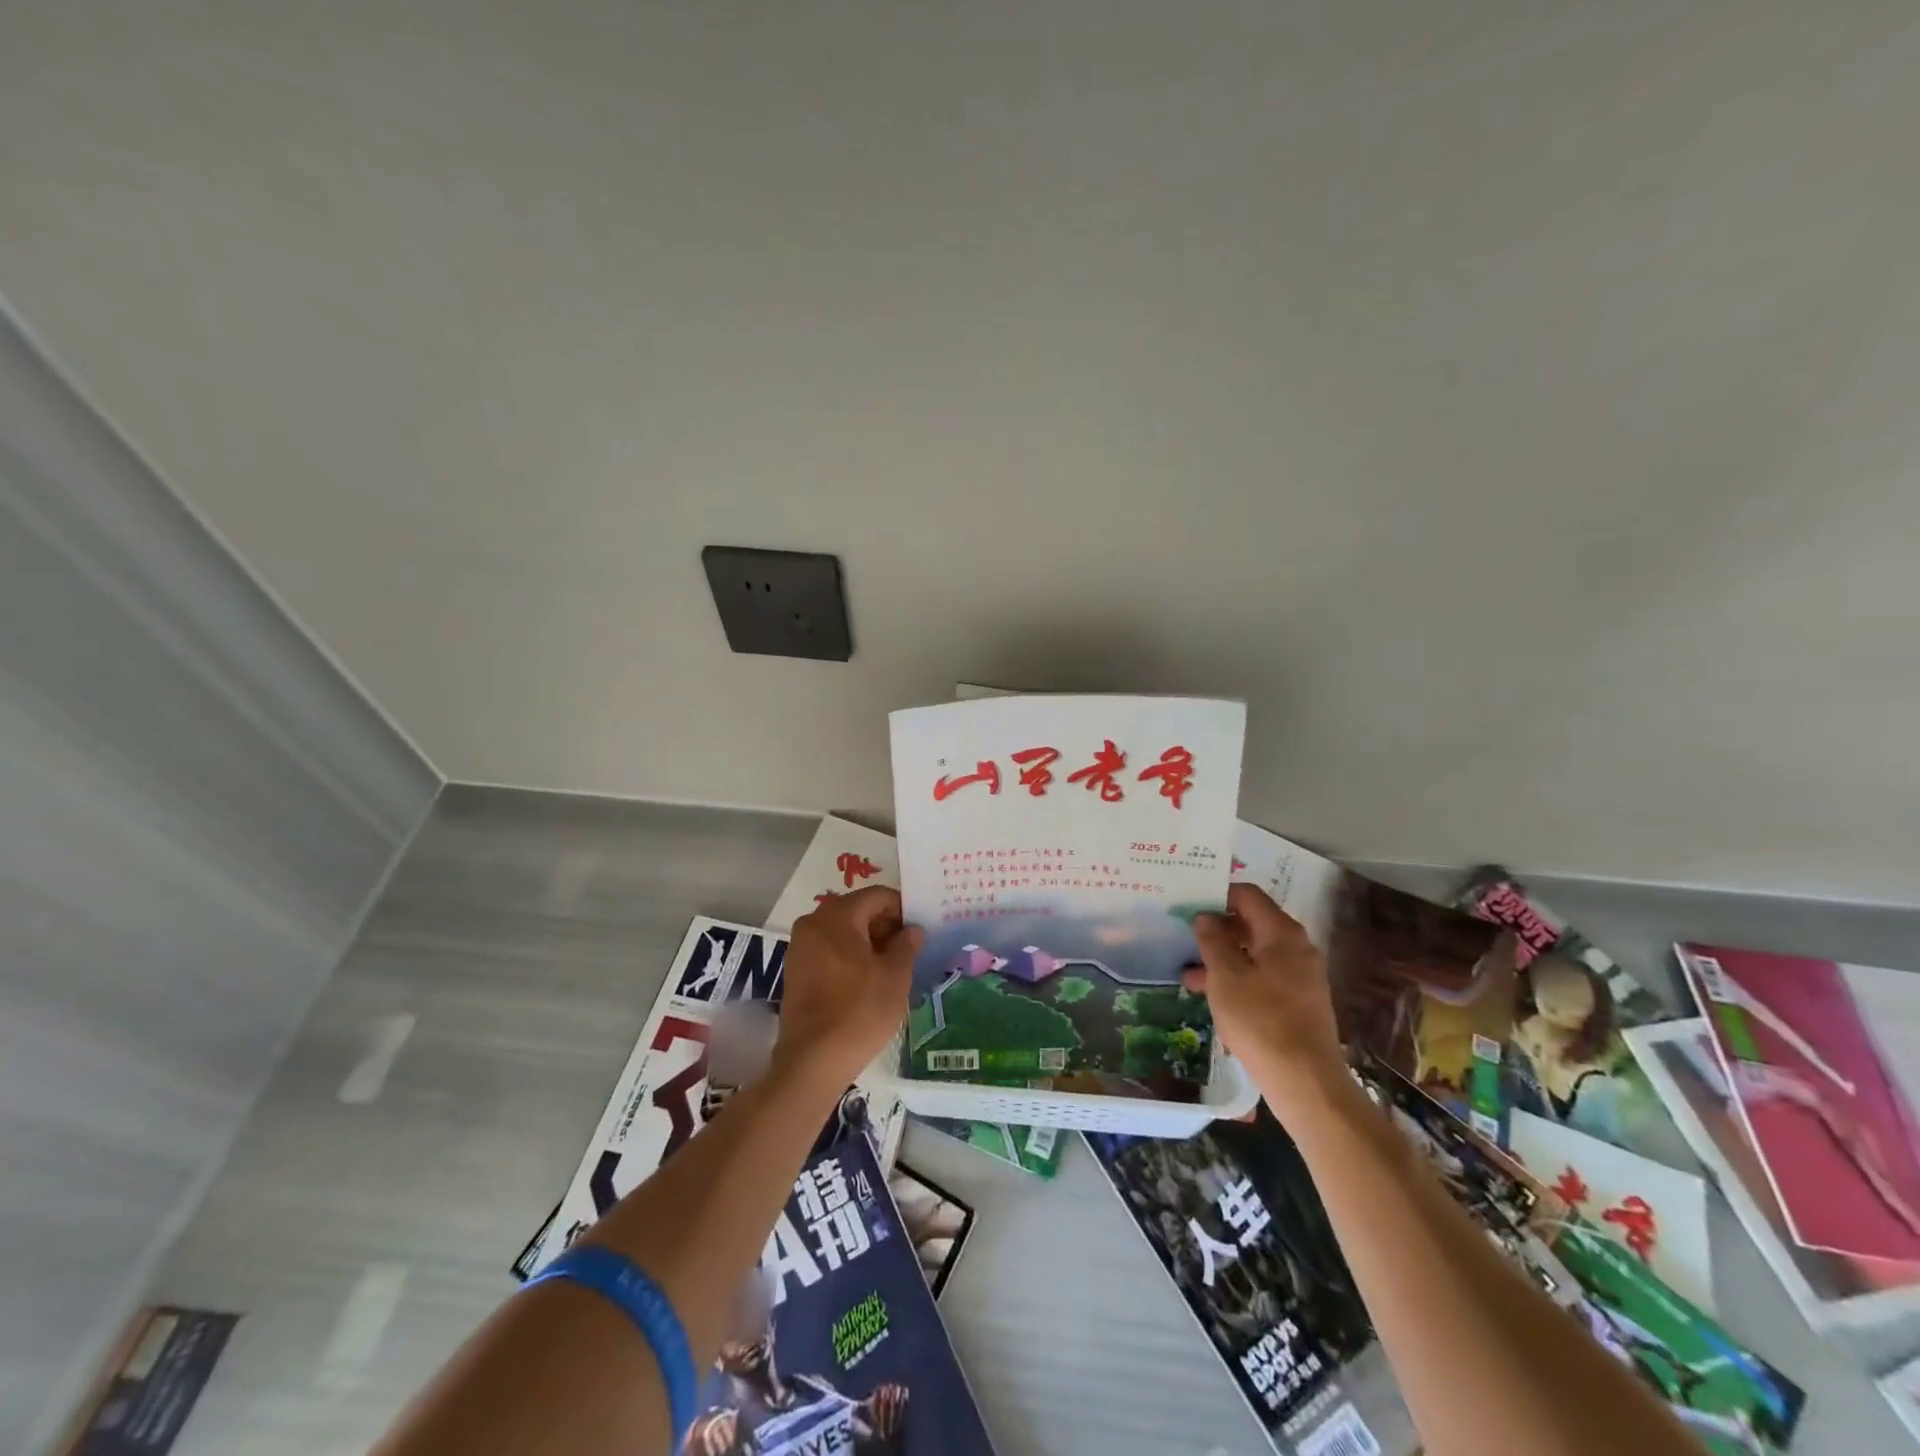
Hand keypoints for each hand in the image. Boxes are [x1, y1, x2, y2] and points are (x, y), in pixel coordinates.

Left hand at [776, 886, 921, 1089]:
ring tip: (891, 968)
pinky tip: (867, 981)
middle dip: (884, 926)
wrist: (813, 1060)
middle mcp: (813, 923)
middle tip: (909, 950)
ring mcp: (800, 948)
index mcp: (837, 916)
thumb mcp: (896, 976)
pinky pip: (829, 951)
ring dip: (868, 943)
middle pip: (857, 911)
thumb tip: (912, 930)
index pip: (877, 896)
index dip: (902, 909)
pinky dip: (849, 957)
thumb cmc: (860, 1010)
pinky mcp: (795, 972)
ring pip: (842, 932)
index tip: (919, 931)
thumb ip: (907, 945)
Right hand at [1184, 883, 1350, 1119]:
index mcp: (1282, 933)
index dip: (1218, 895)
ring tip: (1188, 975)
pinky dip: (1238, 978)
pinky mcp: (1299, 1000)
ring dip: (1223, 958)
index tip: (1189, 904)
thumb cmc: (1260, 1020)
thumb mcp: (1225, 977)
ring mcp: (1301, 975)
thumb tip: (1205, 916)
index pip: (1248, 895)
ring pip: (1255, 953)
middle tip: (1184, 937)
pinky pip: (1263, 976)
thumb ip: (1212, 940)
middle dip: (1217, 930)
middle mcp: (1297, 947)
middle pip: (1252, 923)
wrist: (1305, 1081)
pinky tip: (1212, 996)